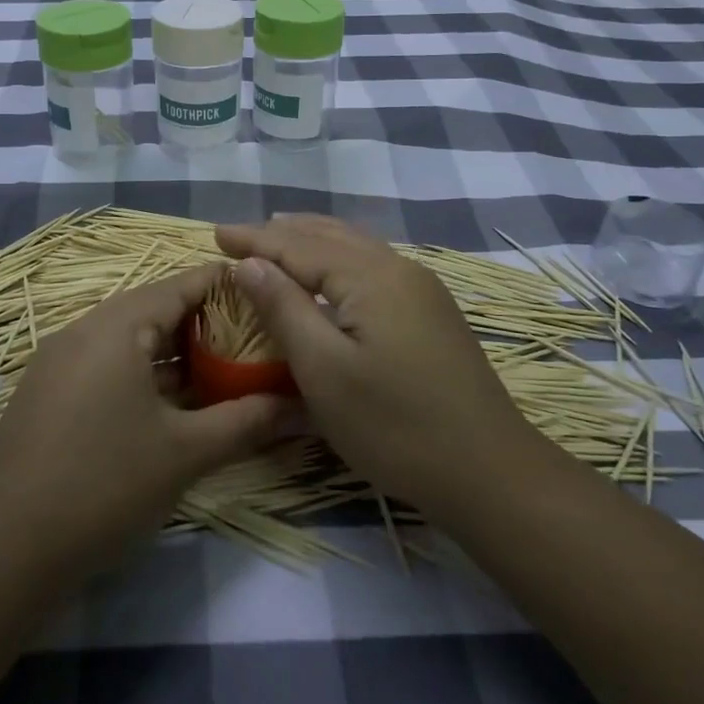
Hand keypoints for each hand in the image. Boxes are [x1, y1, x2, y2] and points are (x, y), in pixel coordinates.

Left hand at [0, 264, 294, 571]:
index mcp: (116, 326)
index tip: (272, 297)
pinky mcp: (48, 394)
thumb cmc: (103, 485)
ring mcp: (60, 362)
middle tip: (256, 341)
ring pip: (131, 340)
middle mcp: (84, 330)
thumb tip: (305, 406)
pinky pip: (107, 365)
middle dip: (208, 323)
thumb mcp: (186, 453)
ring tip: (224, 372)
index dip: (230, 286)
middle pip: (156, 308)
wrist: (2, 551)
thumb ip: (248, 421)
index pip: (183, 283)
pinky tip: (172, 406)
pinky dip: (145, 373)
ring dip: (176, 352)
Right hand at [216, 216, 540, 518]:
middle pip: (329, 236)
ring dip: (311, 241)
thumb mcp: (324, 371)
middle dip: (281, 233)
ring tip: (277, 237)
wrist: (487, 470)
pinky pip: (372, 266)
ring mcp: (421, 288)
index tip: (215, 233)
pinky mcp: (431, 310)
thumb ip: (285, 308)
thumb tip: (250, 262)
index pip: (299, 245)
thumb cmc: (393, 426)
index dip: (255, 239)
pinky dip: (338, 259)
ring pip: (355, 247)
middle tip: (239, 236)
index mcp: (370, 276)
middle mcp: (398, 268)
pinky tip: (329, 273)